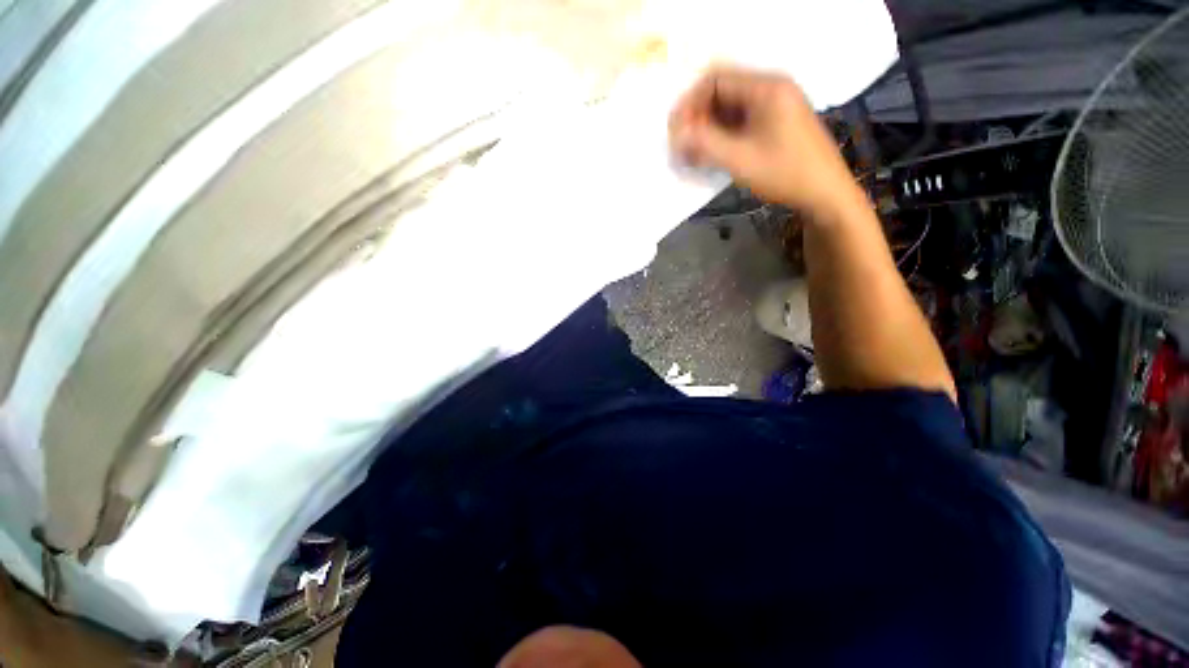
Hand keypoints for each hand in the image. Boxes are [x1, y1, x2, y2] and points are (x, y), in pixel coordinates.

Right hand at [669, 65, 858, 216]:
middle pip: (722, 91)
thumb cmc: (785, 173)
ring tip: (693, 154)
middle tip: (682, 146)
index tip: (675, 131)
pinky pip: (741, 120)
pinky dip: (722, 135)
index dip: (690, 103)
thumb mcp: (741, 159)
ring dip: (708, 128)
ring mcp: (775, 105)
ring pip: (729, 108)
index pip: (715, 79)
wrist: (825, 192)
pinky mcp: (776, 122)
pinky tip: (712, 154)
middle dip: (697, 117)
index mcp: (766, 87)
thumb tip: (676, 136)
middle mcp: (771, 88)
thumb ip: (705, 144)